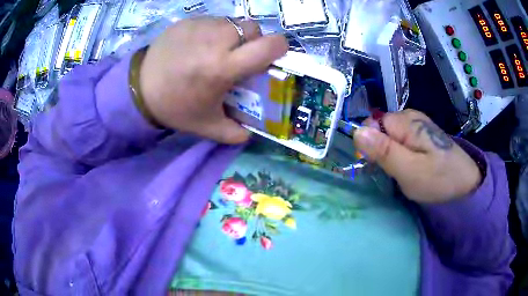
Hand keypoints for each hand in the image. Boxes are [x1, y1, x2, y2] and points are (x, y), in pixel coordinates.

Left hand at [139, 17, 287, 143]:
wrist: (139, 88)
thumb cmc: (175, 106)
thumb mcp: (206, 126)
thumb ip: (234, 133)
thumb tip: (252, 133)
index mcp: (223, 67)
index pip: (268, 46)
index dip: (279, 48)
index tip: (273, 55)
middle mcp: (215, 40)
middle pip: (253, 29)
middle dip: (253, 41)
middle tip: (240, 56)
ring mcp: (200, 26)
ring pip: (234, 22)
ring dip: (235, 35)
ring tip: (219, 50)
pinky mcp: (188, 21)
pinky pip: (214, 20)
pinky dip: (215, 30)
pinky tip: (200, 45)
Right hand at [353, 110, 481, 203]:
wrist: (466, 182)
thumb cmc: (439, 178)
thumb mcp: (409, 170)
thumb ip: (384, 151)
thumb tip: (356, 132)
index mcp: (405, 122)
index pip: (372, 124)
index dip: (370, 145)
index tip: (380, 165)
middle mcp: (410, 116)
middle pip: (380, 129)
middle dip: (382, 150)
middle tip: (395, 171)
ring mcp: (417, 124)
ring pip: (390, 136)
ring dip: (391, 154)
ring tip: (405, 170)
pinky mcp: (423, 133)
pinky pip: (402, 140)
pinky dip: (401, 153)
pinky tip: (412, 165)